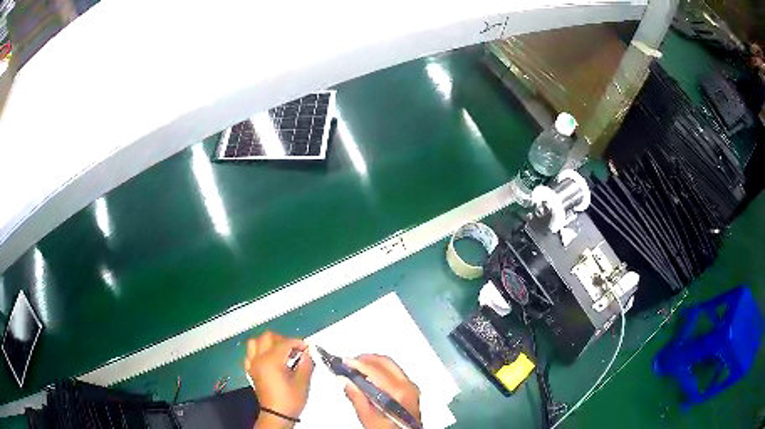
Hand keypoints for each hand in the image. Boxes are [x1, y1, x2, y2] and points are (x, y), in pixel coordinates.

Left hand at [244, 331, 313, 427]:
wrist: (277, 414)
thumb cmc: (290, 399)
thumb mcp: (303, 382)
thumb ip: (306, 364)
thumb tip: (308, 352)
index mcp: (272, 361)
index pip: (285, 343)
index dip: (298, 343)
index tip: (307, 349)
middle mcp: (259, 359)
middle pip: (267, 337)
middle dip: (282, 340)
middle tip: (294, 350)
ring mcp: (253, 364)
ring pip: (255, 343)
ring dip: (268, 343)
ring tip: (280, 352)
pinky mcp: (251, 371)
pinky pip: (250, 355)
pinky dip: (258, 352)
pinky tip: (268, 360)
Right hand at [344, 354, 421, 428]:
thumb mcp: (370, 419)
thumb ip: (357, 399)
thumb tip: (344, 380)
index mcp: (398, 392)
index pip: (376, 369)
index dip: (358, 363)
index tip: (343, 363)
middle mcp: (408, 386)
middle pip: (386, 363)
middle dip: (365, 360)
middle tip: (348, 363)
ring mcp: (412, 388)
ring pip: (391, 366)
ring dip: (373, 364)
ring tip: (356, 370)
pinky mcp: (412, 391)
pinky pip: (395, 373)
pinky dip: (381, 370)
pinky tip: (370, 377)